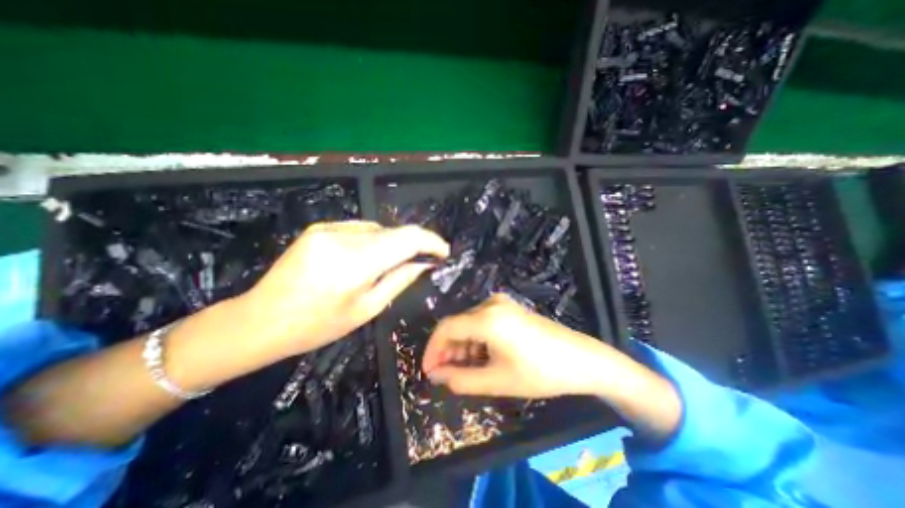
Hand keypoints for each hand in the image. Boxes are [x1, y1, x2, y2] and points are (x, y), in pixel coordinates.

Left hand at [245, 220, 448, 356]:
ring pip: (378, 229)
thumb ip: (399, 280)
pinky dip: (373, 241)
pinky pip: (360, 229)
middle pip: (394, 231)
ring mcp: (328, 228)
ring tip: (389, 264)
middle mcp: (343, 237)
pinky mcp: (319, 227)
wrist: (260, 319)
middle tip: (421, 262)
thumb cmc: (317, 325)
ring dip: (391, 243)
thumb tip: (423, 263)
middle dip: (413, 245)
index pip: (407, 238)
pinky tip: (365, 258)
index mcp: (356, 263)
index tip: (443, 252)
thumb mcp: (367, 309)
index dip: (431, 241)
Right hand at [425, 296, 615, 397]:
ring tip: (464, 370)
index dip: (432, 349)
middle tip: (445, 375)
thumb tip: (436, 375)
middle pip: (457, 325)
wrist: (581, 359)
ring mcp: (502, 303)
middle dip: (447, 350)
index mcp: (486, 317)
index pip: (445, 328)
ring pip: (469, 324)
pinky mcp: (510, 308)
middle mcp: (490, 303)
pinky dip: (476, 340)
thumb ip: (460, 379)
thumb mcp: (497, 380)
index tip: (428, 371)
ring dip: (462, 346)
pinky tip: (480, 357)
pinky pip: (483, 321)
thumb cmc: (539, 372)